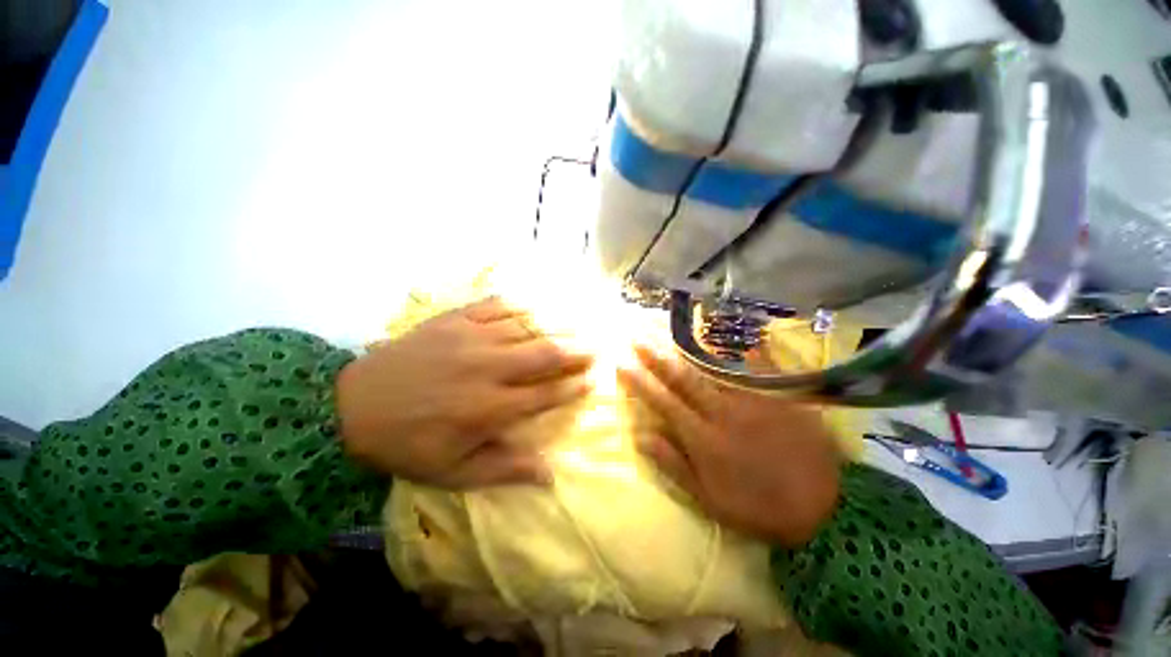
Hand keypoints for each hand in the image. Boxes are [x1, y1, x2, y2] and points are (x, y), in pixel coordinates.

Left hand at [336, 297, 593, 488]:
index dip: (575, 386)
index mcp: (490, 407)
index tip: (594, 380)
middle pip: (545, 354)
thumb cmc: (407, 444)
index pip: (547, 394)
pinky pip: (497, 305)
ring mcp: (473, 338)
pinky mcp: (455, 319)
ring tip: (580, 323)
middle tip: (598, 346)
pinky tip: (537, 303)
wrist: (351, 406)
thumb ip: (505, 470)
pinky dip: (522, 304)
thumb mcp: (453, 473)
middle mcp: (489, 368)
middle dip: (577, 350)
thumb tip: (551, 474)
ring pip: (527, 326)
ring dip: (557, 325)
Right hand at [618, 344, 840, 545]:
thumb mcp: (710, 499)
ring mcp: (753, 400)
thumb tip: (642, 436)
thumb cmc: (758, 506)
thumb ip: (674, 465)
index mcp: (703, 438)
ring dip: (689, 346)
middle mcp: (723, 412)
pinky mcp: (779, 396)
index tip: (621, 362)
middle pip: (683, 377)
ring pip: (715, 367)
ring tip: (671, 327)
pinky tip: (733, 332)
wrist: (824, 508)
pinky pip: (758, 365)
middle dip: (656, 355)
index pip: (662, 401)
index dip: (639, 381)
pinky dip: (745, 348)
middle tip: (638, 336)